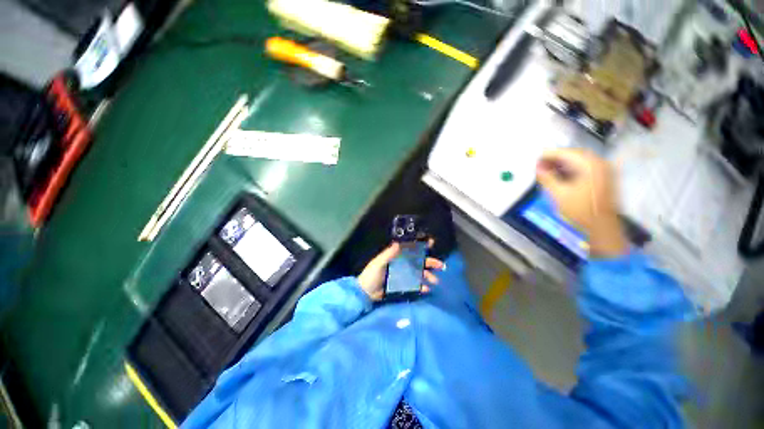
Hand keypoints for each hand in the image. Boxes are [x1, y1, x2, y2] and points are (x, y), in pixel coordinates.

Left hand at [357, 242, 444, 300]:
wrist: (364, 293)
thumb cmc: (370, 276)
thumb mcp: (378, 263)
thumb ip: (388, 254)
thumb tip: (399, 243)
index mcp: (396, 257)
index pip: (410, 249)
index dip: (421, 246)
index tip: (432, 242)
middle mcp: (401, 265)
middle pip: (419, 262)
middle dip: (430, 263)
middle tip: (441, 266)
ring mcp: (402, 277)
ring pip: (419, 274)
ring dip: (428, 276)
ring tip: (435, 281)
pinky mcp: (402, 287)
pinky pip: (414, 285)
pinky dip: (421, 287)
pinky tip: (426, 290)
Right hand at [536, 148, 627, 257]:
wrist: (605, 231)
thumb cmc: (584, 214)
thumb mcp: (561, 196)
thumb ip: (547, 179)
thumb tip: (538, 169)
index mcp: (587, 161)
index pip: (561, 152)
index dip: (546, 158)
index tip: (536, 166)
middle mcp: (597, 160)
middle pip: (571, 155)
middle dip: (556, 163)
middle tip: (543, 172)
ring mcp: (604, 168)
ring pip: (579, 162)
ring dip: (565, 168)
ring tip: (553, 178)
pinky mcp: (606, 177)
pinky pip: (587, 169)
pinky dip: (576, 173)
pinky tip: (567, 182)